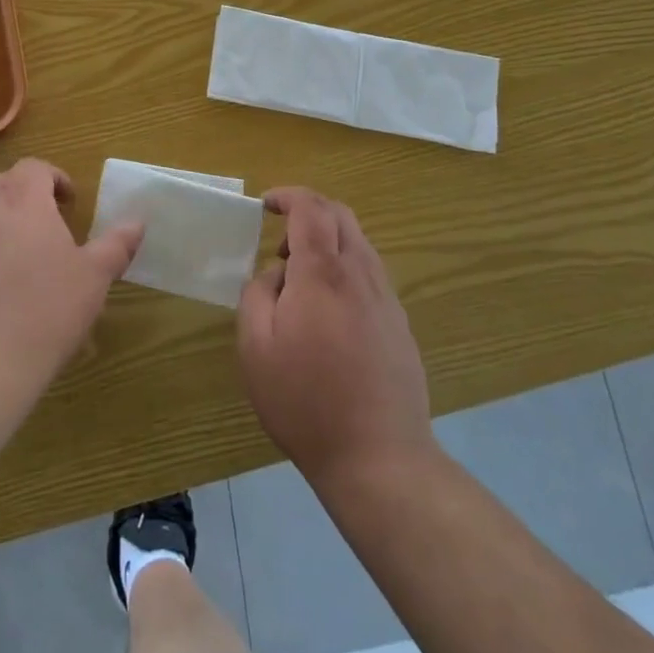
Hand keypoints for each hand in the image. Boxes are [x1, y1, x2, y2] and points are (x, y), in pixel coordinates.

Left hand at [0, 158, 142, 395]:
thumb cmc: (46, 314)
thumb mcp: (93, 279)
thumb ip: (116, 244)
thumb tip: (137, 221)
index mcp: (23, 203)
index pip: (33, 167)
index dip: (53, 177)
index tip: (69, 202)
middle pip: (1, 185)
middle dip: (23, 196)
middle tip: (45, 226)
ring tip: (18, 262)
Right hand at [237, 188, 432, 485]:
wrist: (379, 457)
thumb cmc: (305, 401)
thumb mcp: (255, 347)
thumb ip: (258, 293)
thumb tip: (277, 274)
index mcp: (323, 273)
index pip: (311, 208)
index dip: (287, 195)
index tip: (265, 204)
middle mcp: (360, 274)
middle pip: (340, 215)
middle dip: (309, 210)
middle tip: (280, 238)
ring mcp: (386, 298)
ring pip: (359, 243)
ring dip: (328, 240)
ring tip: (300, 278)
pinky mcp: (399, 323)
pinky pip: (369, 273)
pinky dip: (344, 267)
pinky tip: (328, 309)